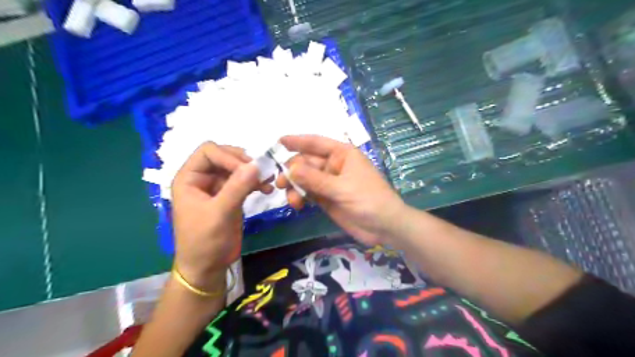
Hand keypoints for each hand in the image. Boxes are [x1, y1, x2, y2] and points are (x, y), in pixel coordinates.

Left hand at [171, 144, 265, 291]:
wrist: (207, 267)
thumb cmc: (205, 241)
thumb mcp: (220, 213)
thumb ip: (237, 187)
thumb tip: (257, 164)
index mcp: (189, 178)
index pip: (208, 152)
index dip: (228, 156)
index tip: (248, 170)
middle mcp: (202, 179)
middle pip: (224, 156)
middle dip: (243, 163)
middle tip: (261, 173)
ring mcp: (217, 187)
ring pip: (236, 168)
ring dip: (252, 172)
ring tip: (268, 182)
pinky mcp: (230, 197)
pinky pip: (243, 182)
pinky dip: (255, 183)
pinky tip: (267, 189)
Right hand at [279, 135, 406, 246]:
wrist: (384, 227)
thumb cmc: (369, 199)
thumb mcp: (342, 188)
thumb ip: (315, 179)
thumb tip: (290, 169)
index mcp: (342, 154)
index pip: (316, 143)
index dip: (298, 141)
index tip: (279, 142)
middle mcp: (334, 165)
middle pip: (306, 162)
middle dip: (293, 171)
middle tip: (281, 183)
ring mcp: (329, 183)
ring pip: (305, 178)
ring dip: (295, 186)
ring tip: (292, 200)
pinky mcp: (326, 198)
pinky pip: (308, 192)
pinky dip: (299, 196)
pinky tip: (297, 204)